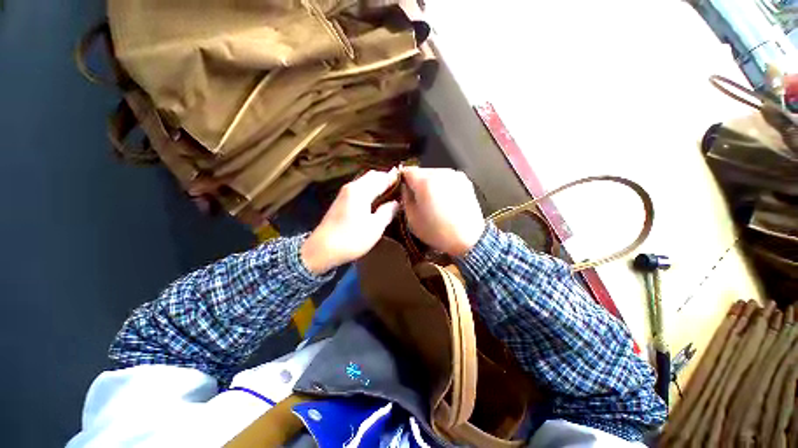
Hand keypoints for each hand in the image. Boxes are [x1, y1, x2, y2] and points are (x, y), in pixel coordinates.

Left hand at [301, 170, 399, 274]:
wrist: (321, 250)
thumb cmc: (351, 238)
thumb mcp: (375, 227)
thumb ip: (388, 211)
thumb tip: (396, 202)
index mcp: (361, 191)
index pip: (381, 178)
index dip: (394, 178)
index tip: (406, 178)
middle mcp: (351, 187)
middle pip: (371, 176)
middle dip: (385, 178)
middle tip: (399, 185)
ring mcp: (344, 193)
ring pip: (364, 181)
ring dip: (377, 183)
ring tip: (390, 191)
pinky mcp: (341, 201)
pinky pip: (359, 188)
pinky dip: (370, 189)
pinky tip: (376, 198)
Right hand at [401, 167, 484, 255]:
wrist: (468, 239)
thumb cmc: (437, 232)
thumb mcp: (412, 219)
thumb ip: (405, 198)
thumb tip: (405, 188)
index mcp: (425, 182)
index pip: (407, 171)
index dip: (402, 180)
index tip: (402, 190)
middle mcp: (441, 173)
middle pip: (421, 171)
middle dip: (417, 182)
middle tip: (417, 199)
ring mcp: (455, 175)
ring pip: (435, 174)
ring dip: (430, 184)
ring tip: (433, 201)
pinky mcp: (465, 181)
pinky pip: (447, 179)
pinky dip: (442, 186)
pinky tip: (445, 201)